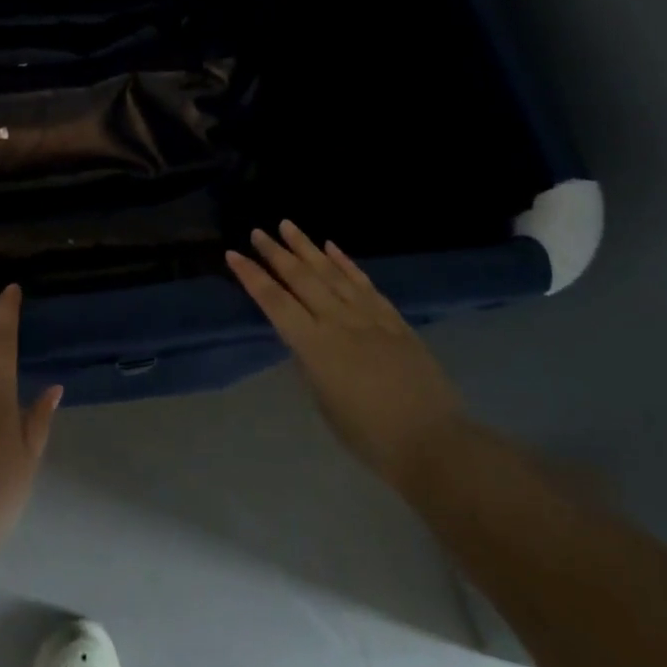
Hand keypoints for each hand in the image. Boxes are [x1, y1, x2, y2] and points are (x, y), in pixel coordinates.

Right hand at [227, 222, 464, 487]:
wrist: (432, 441)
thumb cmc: (369, 436)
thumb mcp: (324, 403)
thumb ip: (310, 364)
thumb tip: (303, 340)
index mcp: (314, 346)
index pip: (275, 302)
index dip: (252, 277)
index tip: (234, 255)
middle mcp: (338, 322)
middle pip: (301, 278)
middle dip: (276, 253)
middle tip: (257, 232)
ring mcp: (368, 316)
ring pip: (331, 272)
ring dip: (307, 247)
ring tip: (288, 225)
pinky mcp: (392, 318)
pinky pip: (363, 283)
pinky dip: (346, 262)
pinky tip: (332, 247)